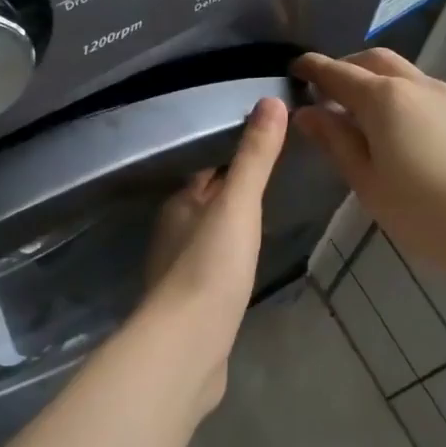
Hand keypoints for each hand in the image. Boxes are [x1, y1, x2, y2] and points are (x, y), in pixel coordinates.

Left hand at [136, 96, 289, 414]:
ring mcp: (179, 272)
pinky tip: (245, 267)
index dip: (230, 157)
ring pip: (208, 237)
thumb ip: (254, 157)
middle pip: (206, 203)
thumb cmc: (211, 265)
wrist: (188, 345)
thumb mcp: (238, 204)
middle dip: (231, 192)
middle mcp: (173, 234)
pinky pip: (212, 270)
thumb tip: (271, 101)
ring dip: (230, 227)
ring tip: (263, 218)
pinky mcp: (191, 305)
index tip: (262, 145)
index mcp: (179, 205)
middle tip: (273, 179)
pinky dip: (228, 260)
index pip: (205, 170)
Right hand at [291, 49, 445, 272]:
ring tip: (354, 112)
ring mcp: (443, 96)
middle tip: (323, 92)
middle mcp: (414, 84)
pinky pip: (418, 88)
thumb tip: (307, 114)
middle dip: (344, 68)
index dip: (313, 69)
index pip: (338, 73)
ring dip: (371, 79)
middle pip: (372, 60)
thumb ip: (336, 141)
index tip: (293, 69)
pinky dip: (394, 92)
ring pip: (399, 71)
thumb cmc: (421, 209)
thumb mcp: (366, 180)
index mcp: (383, 98)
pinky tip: (389, 125)